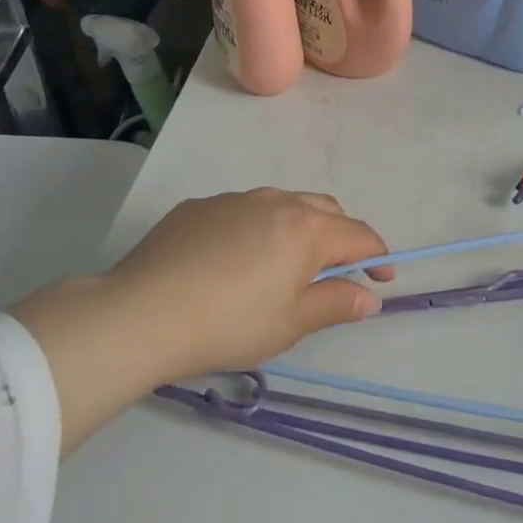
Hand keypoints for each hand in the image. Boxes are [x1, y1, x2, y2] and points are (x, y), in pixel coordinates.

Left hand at [93, 188, 392, 379]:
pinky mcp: (199, 206)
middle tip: (334, 274)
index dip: (377, 257)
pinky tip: (232, 262)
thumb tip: (369, 297)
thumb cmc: (229, 324)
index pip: (358, 235)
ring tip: (282, 266)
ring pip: (283, 205)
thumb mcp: (291, 324)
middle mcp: (276, 200)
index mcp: (306, 227)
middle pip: (325, 210)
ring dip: (297, 229)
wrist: (141, 313)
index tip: (381, 281)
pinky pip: (242, 211)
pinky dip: (255, 229)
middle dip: (340, 237)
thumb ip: (336, 304)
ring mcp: (235, 198)